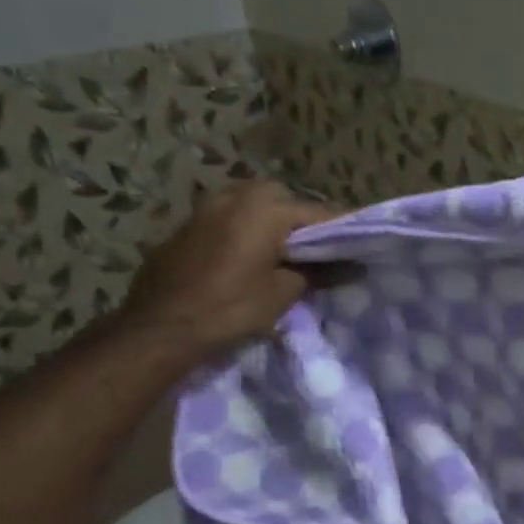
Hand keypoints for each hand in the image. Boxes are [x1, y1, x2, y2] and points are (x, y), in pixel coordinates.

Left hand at [120, 180, 336, 355]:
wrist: (161, 326)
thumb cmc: (231, 307)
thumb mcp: (283, 293)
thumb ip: (315, 273)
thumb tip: (342, 266)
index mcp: (265, 208)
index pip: (319, 213)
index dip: (343, 227)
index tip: (362, 237)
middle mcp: (235, 197)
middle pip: (281, 198)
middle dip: (300, 217)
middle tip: (316, 246)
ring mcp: (205, 208)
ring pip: (250, 204)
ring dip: (269, 221)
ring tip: (282, 251)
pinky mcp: (186, 227)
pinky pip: (227, 219)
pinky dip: (244, 230)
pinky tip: (248, 256)